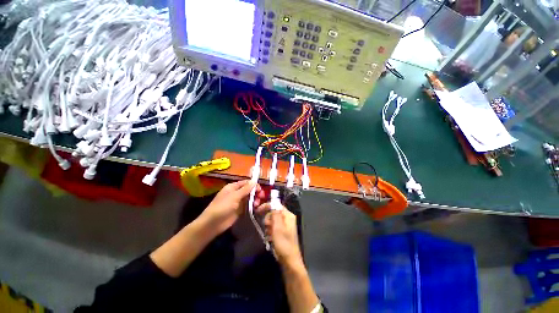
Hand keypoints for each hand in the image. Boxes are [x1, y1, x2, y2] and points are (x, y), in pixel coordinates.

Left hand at [199, 180, 264, 234]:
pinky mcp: (239, 210)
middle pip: (249, 190)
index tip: (260, 189)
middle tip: (261, 197)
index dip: (253, 185)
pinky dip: (252, 205)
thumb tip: (254, 181)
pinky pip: (248, 205)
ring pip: (249, 198)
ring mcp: (238, 202)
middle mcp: (236, 193)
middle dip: (255, 192)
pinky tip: (256, 208)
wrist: (213, 224)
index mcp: (233, 187)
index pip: (246, 183)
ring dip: (255, 199)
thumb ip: (245, 189)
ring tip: (257, 204)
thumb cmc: (223, 206)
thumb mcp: (235, 196)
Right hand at [257, 203, 302, 267]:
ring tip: (269, 234)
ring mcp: (285, 225)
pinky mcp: (283, 232)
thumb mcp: (277, 228)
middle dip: (268, 219)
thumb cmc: (283, 244)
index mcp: (288, 215)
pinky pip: (274, 227)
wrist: (289, 261)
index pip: (276, 205)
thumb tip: (272, 204)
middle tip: (267, 227)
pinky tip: (270, 238)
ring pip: (272, 220)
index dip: (267, 206)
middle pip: (274, 212)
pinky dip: (270, 231)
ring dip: (268, 226)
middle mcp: (287, 218)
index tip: (258, 211)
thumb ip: (275, 214)